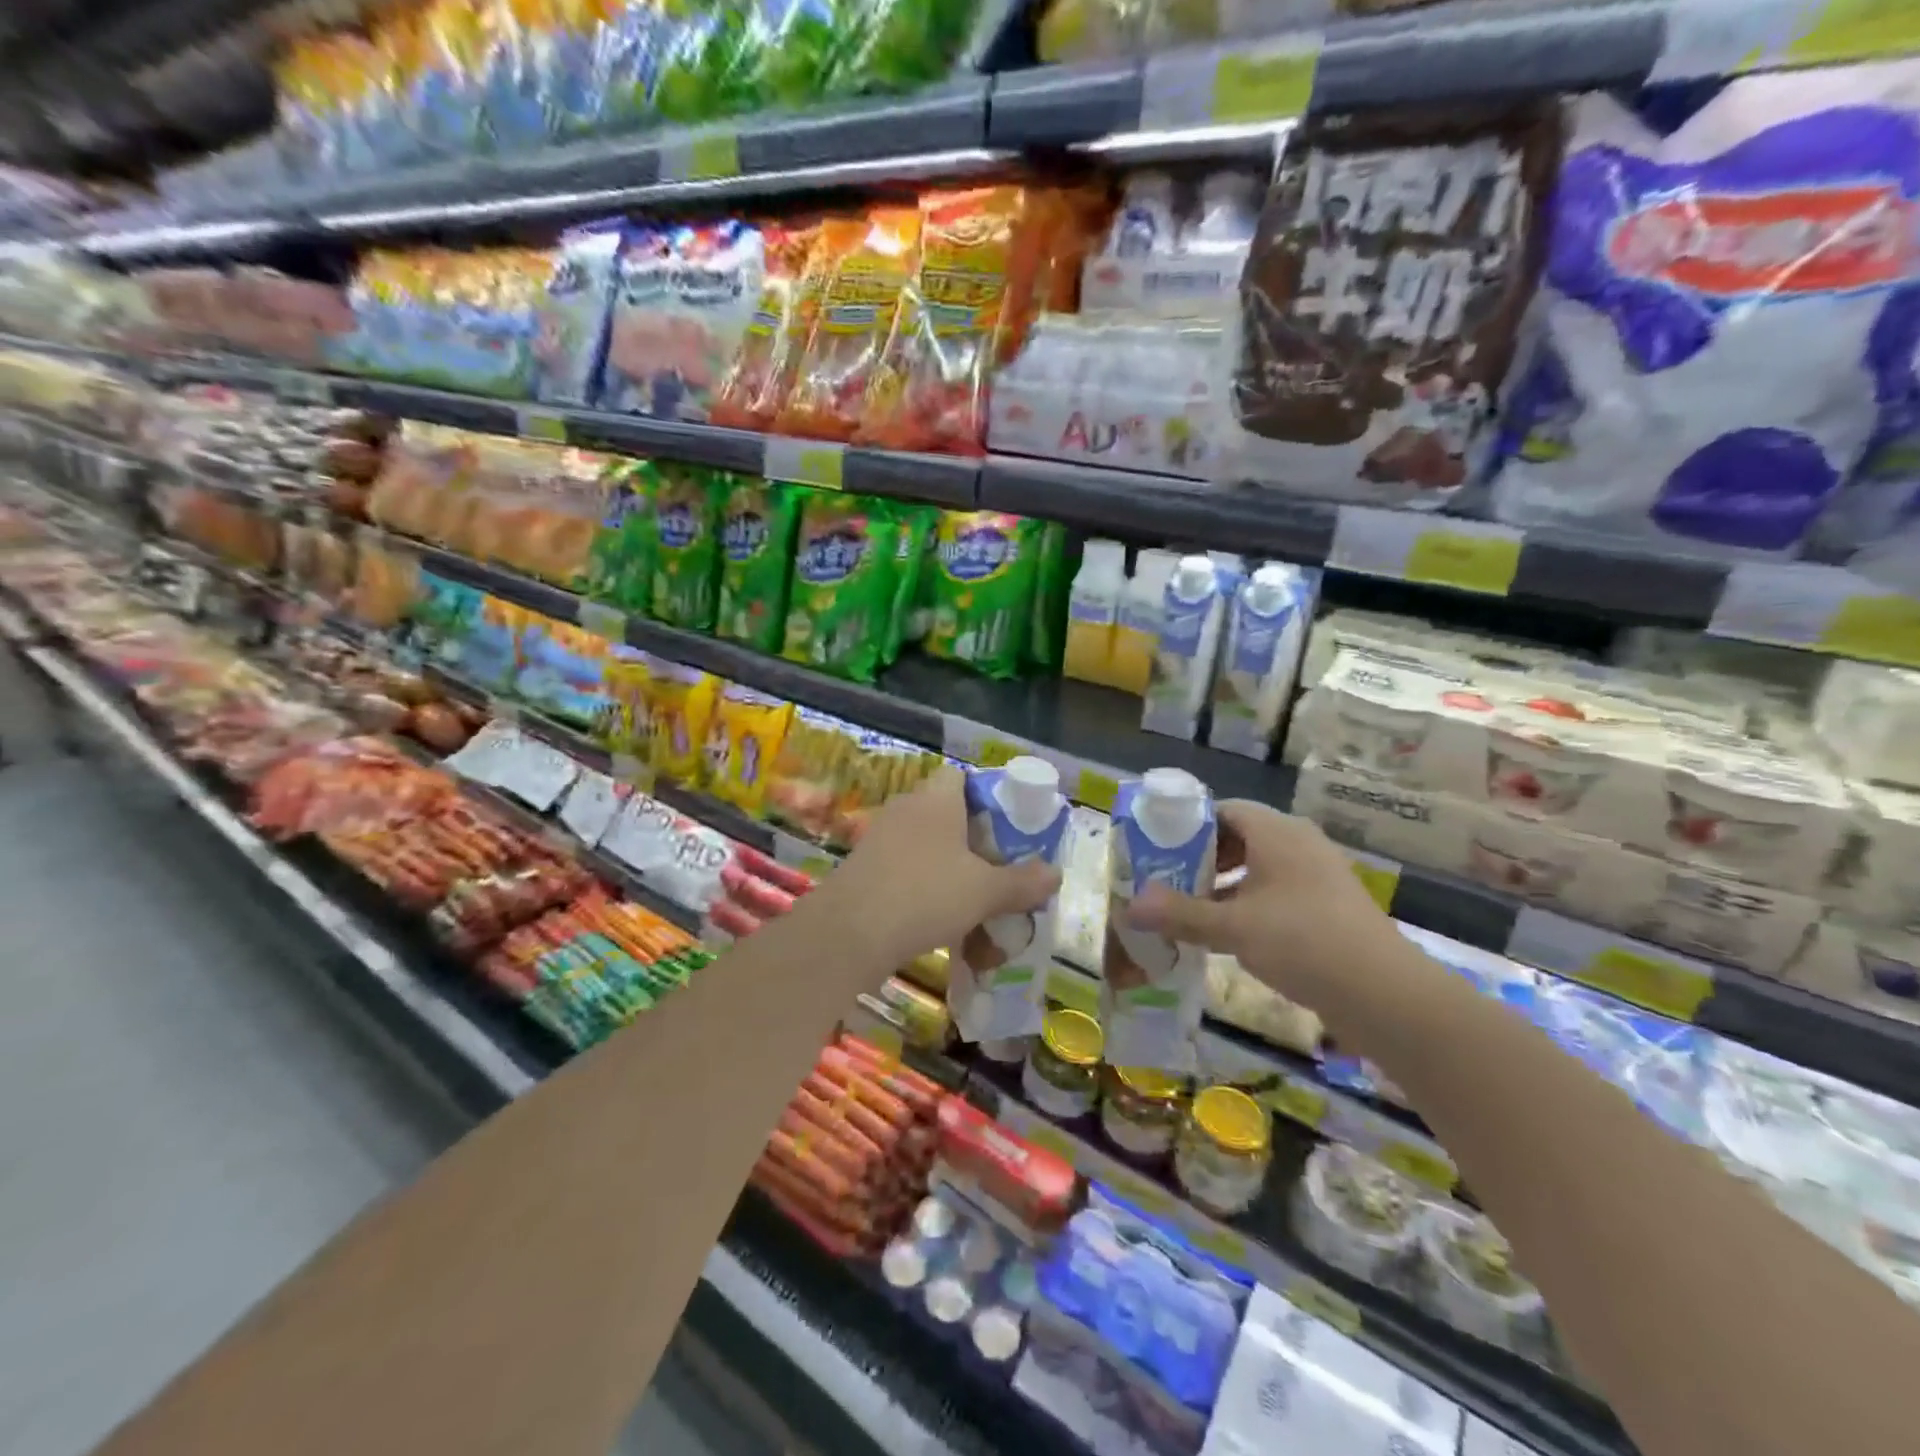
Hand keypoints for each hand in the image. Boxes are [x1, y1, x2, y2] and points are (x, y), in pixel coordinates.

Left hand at [833, 766, 1061, 966]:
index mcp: (936, 799)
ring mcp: (881, 839)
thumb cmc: (925, 895)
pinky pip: (907, 871)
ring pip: (928, 846)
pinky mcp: (866, 870)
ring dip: (952, 869)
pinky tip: (943, 920)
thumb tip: (1055, 874)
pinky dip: (927, 889)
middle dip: (974, 840)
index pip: (961, 777)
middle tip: (1000, 867)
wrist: (849, 934)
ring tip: (977, 900)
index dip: (987, 795)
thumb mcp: (985, 891)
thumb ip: (1022, 882)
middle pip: (947, 813)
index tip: (1009, 825)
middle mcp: (906, 810)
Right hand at [1126, 801, 1407, 1007]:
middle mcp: (1299, 844)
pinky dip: (1251, 904)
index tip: (1161, 850)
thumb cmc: (1302, 941)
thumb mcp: (1232, 927)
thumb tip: (1129, 906)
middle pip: (1241, 837)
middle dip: (1203, 859)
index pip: (1225, 811)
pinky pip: (1279, 891)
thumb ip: (1180, 913)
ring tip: (1194, 911)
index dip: (1190, 826)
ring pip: (1260, 867)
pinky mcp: (1330, 906)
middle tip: (1171, 882)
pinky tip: (1233, 935)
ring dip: (1226, 885)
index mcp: (1276, 832)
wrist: (1384, 993)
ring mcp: (1319, 875)